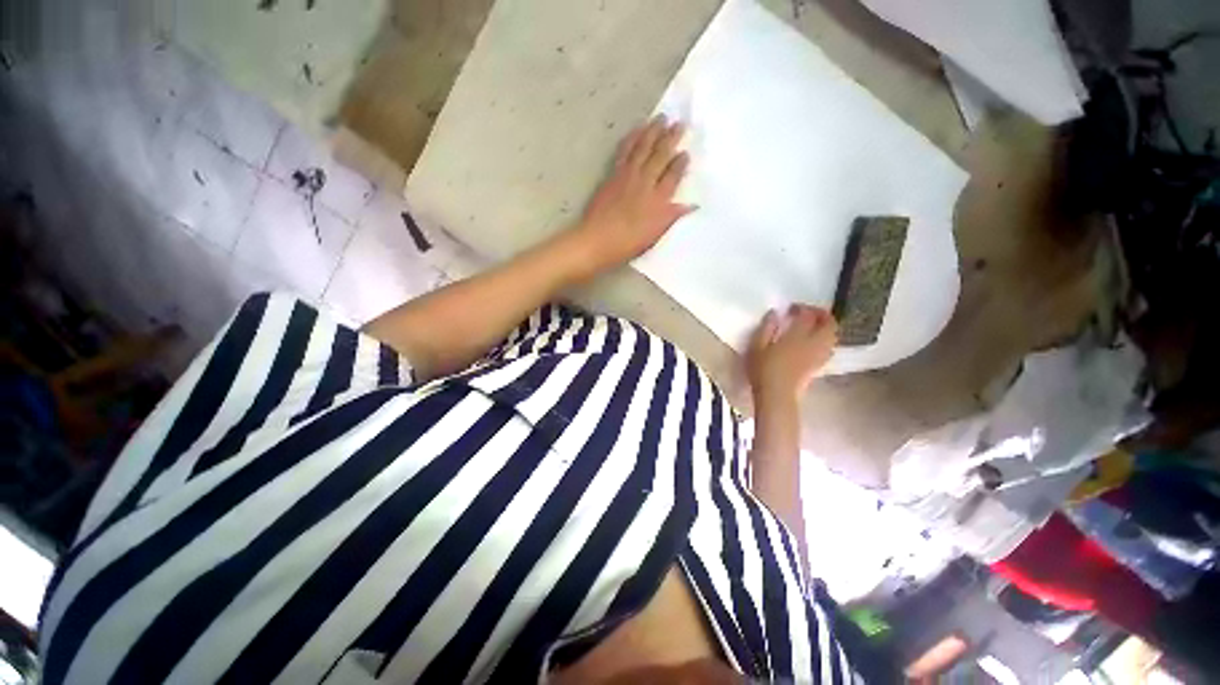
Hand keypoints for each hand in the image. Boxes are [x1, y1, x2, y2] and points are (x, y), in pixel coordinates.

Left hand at [569, 115, 694, 276]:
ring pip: (643, 148)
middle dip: (671, 139)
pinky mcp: (613, 175)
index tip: (686, 152)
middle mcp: (645, 182)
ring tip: (660, 118)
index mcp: (658, 199)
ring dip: (652, 132)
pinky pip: (625, 151)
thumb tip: (692, 205)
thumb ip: (672, 217)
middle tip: (679, 123)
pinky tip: (636, 131)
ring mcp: (627, 176)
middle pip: (660, 156)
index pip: (673, 176)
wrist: (597, 239)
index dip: (680, 164)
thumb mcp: (655, 235)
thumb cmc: (628, 243)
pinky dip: (632, 139)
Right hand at [746, 305, 837, 402]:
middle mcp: (813, 343)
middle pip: (829, 324)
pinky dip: (826, 340)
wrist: (777, 396)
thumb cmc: (763, 370)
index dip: (802, 308)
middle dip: (823, 315)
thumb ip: (766, 328)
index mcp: (797, 336)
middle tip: (810, 313)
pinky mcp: (819, 366)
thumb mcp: (756, 347)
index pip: (807, 316)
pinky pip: (829, 348)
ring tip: (814, 327)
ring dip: (827, 327)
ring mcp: (818, 356)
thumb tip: (774, 313)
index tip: (791, 309)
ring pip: (833, 336)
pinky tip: (814, 343)